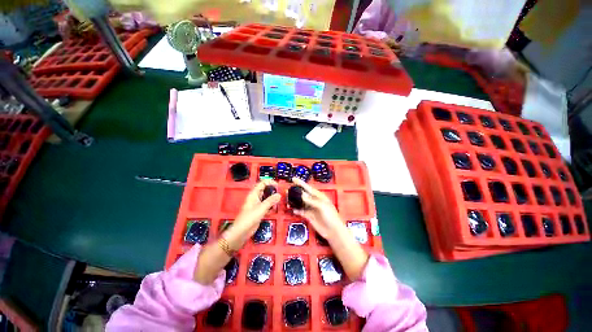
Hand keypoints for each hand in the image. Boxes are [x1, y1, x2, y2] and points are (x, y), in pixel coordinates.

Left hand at [194, 180, 279, 284]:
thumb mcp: (261, 208)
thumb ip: (270, 201)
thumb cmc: (249, 218)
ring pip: (265, 198)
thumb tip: (279, 194)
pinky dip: (270, 205)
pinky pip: (266, 205)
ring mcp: (256, 205)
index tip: (278, 185)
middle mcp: (255, 198)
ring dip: (272, 198)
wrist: (241, 232)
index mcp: (253, 194)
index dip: (270, 182)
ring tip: (279, 200)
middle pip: (264, 190)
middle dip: (272, 190)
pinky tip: (275, 208)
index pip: (262, 183)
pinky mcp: (258, 212)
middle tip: (280, 192)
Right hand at [291, 178, 368, 280]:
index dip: (301, 183)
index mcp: (319, 196)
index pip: (308, 188)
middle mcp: (314, 201)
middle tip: (287, 190)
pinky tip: (292, 209)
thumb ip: (311, 200)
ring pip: (301, 203)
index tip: (293, 179)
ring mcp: (311, 209)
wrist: (333, 231)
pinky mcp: (309, 216)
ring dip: (294, 201)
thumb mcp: (321, 206)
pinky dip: (296, 210)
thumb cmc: (331, 216)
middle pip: (303, 194)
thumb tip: (302, 194)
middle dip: (296, 192)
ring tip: (287, 199)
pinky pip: (301, 211)